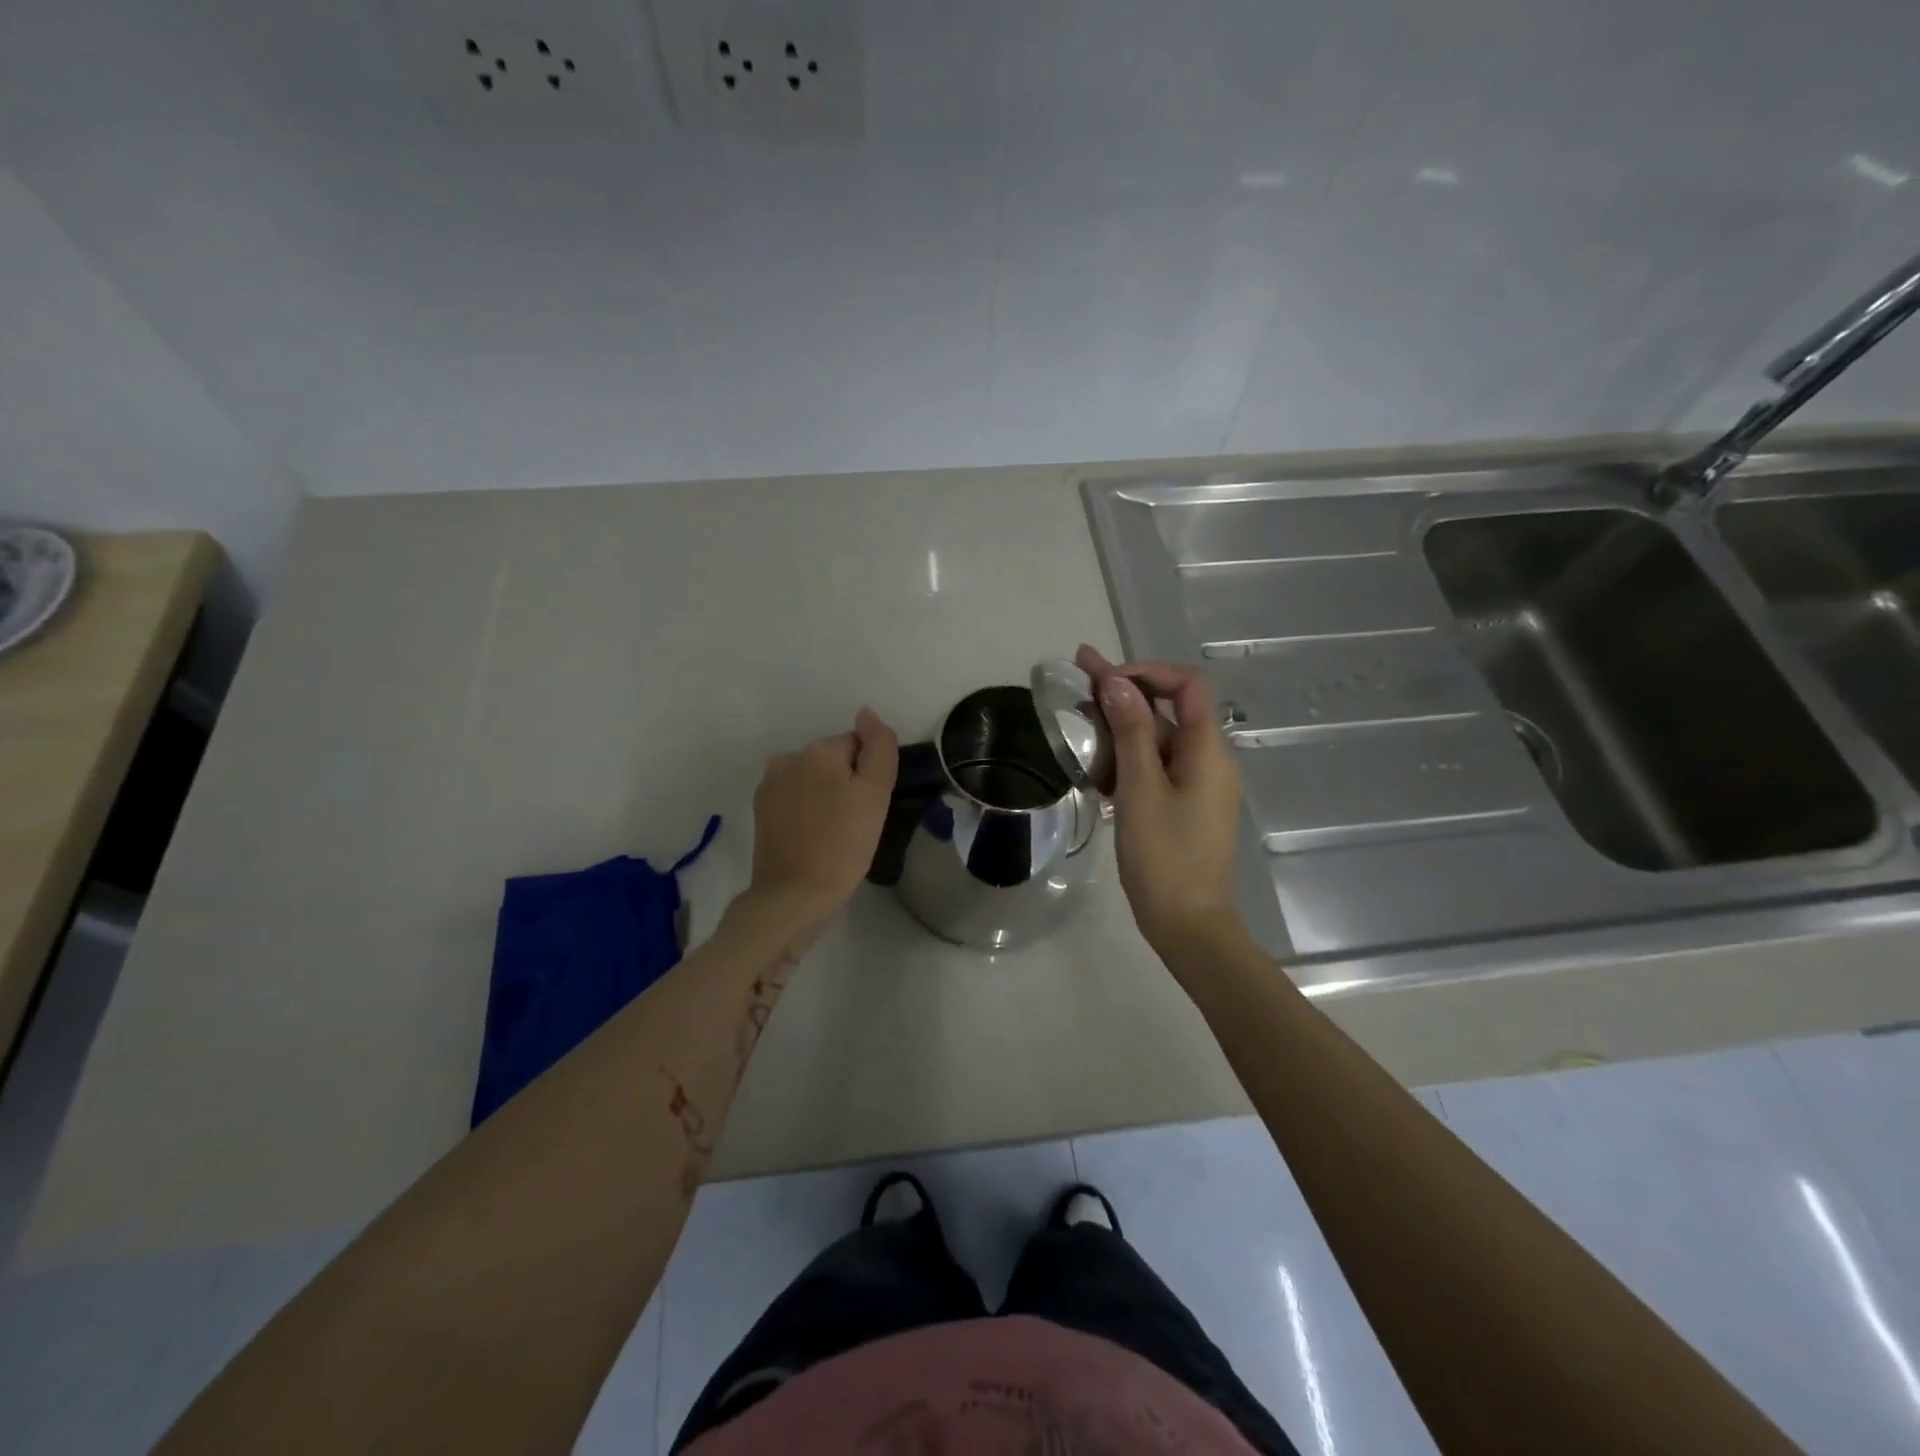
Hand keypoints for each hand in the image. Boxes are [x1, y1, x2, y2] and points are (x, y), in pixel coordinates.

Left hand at [746, 708, 899, 930]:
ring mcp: (769, 785)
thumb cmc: (843, 845)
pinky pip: (796, 799)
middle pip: (833, 760)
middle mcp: (787, 758)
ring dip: (827, 797)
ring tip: (835, 833)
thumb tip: (867, 713)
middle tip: (856, 823)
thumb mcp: (875, 793)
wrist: (794, 896)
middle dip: (846, 784)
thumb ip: (878, 747)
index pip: (857, 745)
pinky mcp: (761, 811)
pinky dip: (808, 812)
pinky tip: (815, 838)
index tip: (869, 807)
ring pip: (814, 780)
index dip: (869, 775)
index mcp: (817, 750)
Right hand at [1076, 646, 1245, 957]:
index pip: (1186, 685)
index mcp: (1206, 749)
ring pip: (1155, 740)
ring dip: (1118, 727)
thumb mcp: (1141, 789)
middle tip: (1077, 675)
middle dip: (1122, 692)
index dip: (1146, 672)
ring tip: (1076, 719)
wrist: (1188, 924)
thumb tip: (1116, 681)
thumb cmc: (1164, 856)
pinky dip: (1125, 759)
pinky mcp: (1180, 805)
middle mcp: (1206, 759)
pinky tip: (1093, 762)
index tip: (1104, 678)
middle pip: (1165, 710)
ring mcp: (1194, 784)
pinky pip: (1153, 768)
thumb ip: (1130, 731)